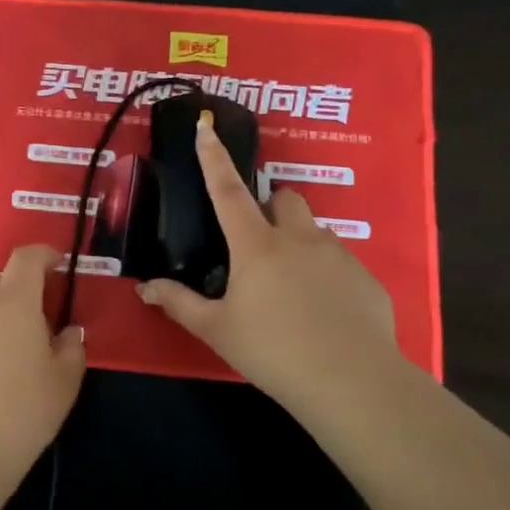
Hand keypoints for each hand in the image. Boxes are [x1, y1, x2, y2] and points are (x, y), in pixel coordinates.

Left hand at [0, 244, 85, 483]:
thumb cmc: (21, 411)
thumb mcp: (64, 382)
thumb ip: (72, 348)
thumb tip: (69, 332)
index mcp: (14, 302)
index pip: (26, 258)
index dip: (44, 254)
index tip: (59, 264)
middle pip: (0, 279)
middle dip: (22, 286)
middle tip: (42, 315)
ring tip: (17, 349)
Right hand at [138, 115, 403, 427]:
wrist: (352, 382)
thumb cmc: (273, 352)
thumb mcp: (217, 330)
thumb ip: (180, 303)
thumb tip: (144, 288)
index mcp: (257, 246)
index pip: (228, 191)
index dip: (213, 158)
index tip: (205, 127)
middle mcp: (299, 238)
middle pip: (283, 198)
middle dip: (269, 208)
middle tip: (257, 246)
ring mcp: (338, 255)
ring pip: (313, 231)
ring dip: (297, 244)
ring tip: (290, 291)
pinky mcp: (365, 278)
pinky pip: (339, 262)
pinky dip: (324, 275)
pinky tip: (322, 314)